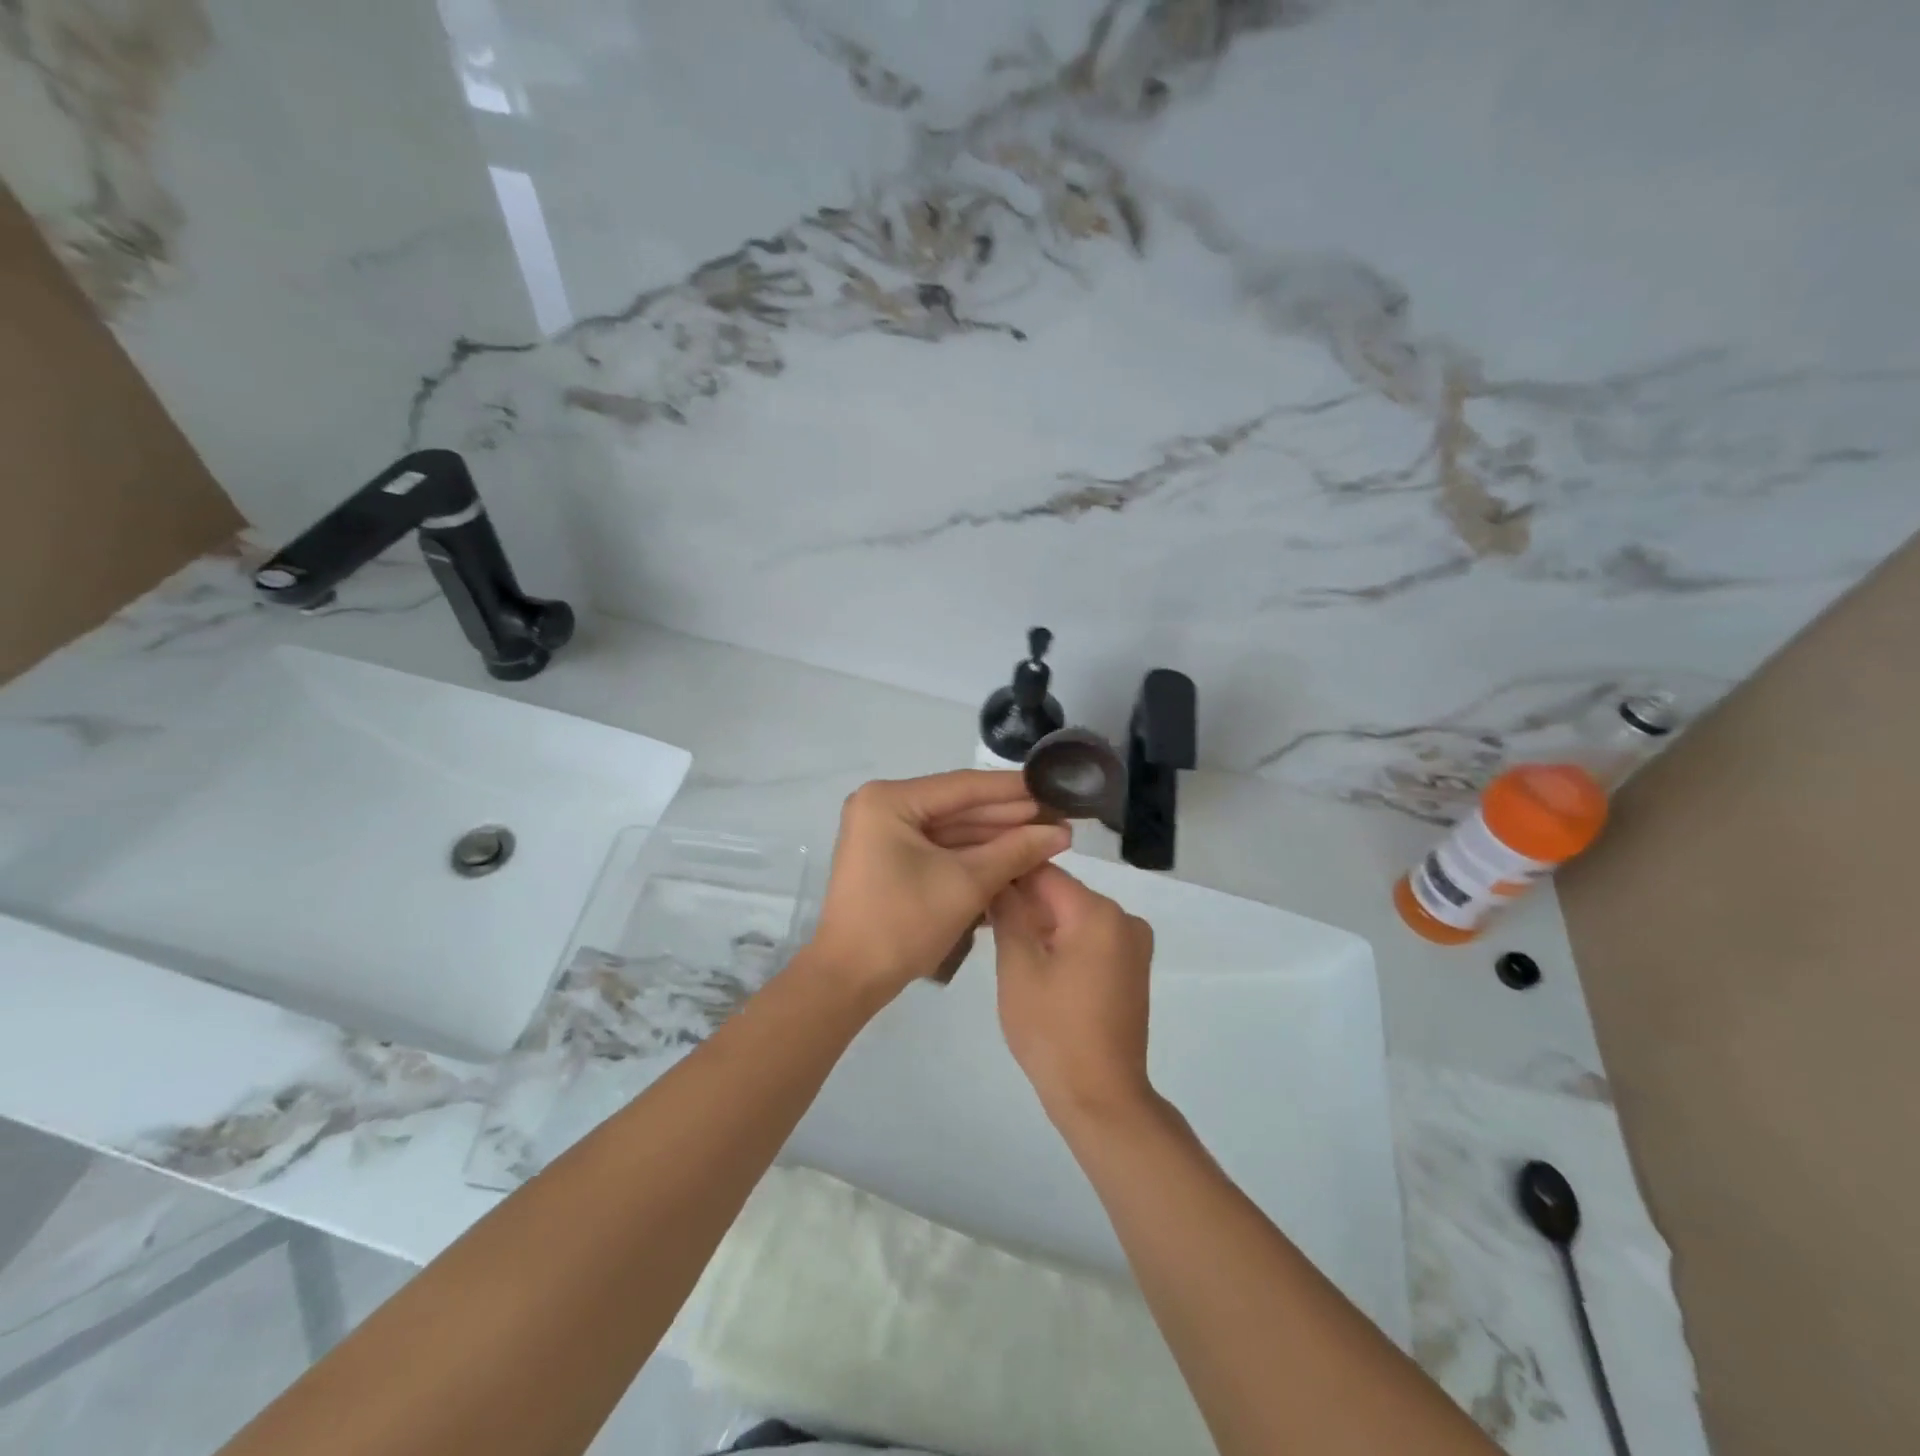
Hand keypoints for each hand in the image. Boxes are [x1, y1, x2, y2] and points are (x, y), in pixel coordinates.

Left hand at [809, 772, 1070, 999]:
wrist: (850, 979)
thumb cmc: (903, 924)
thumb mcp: (966, 883)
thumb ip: (1015, 851)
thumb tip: (1062, 832)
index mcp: (889, 800)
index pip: (964, 787)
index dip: (1014, 790)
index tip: (1055, 787)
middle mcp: (883, 806)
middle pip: (958, 807)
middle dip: (1009, 817)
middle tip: (1059, 817)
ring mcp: (885, 832)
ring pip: (951, 829)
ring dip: (996, 837)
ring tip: (1047, 837)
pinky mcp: (890, 857)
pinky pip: (939, 848)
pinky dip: (974, 855)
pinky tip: (1015, 855)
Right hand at [989, 864, 1157, 1125]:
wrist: (1101, 1098)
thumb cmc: (1053, 1031)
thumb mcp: (1018, 968)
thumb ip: (1007, 914)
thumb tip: (999, 880)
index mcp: (1098, 912)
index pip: (1044, 873)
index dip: (1007, 874)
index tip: (975, 881)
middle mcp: (1123, 919)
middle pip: (1061, 893)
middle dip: (1022, 900)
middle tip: (979, 912)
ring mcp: (1131, 945)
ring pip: (1073, 916)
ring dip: (1038, 922)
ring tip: (995, 933)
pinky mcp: (1130, 968)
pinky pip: (1088, 938)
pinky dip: (1060, 941)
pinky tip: (1028, 956)